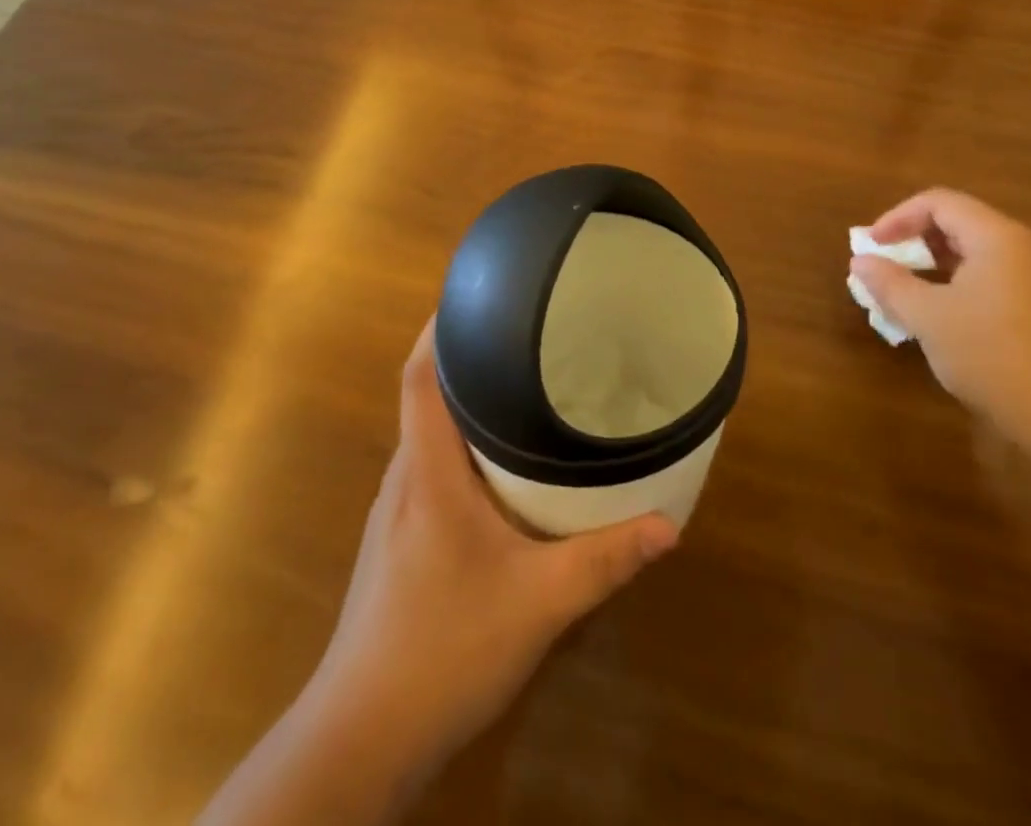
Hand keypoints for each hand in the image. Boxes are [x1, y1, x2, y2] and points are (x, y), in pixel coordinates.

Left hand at [309, 320, 678, 773]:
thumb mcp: (539, 603)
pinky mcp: (397, 542)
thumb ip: (604, 561)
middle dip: (466, 358)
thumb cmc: (444, 649)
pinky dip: (461, 449)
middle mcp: (404, 478)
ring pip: (428, 436)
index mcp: (427, 471)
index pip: (419, 377)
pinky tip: (498, 470)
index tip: (474, 293)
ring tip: (518, 387)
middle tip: (522, 333)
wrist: (362, 737)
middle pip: (426, 396)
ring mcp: (395, 512)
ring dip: (464, 406)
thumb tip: (668, 525)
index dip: (439, 328)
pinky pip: (430, 469)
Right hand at [849, 188, 1030, 452]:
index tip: (871, 246)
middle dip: (914, 240)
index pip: (939, 203)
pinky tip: (941, 318)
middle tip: (885, 267)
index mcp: (998, 237)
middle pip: (958, 223)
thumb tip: (860, 262)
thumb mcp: (928, 317)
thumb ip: (890, 283)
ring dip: (933, 265)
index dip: (897, 217)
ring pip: (974, 253)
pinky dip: (957, 285)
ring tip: (905, 293)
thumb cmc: (991, 354)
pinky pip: (991, 278)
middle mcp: (1023, 248)